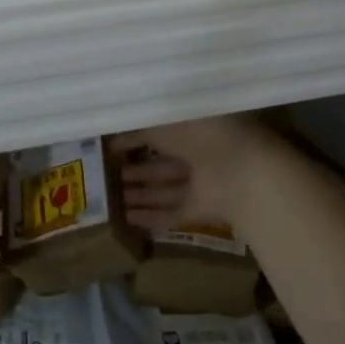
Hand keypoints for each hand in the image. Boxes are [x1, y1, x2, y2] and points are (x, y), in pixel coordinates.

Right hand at [110, 114, 282, 229]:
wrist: (240, 169)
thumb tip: (111, 137)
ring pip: (164, 190)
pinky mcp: (205, 209)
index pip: (158, 134)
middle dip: (134, 172)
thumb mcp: (162, 123)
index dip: (133, 141)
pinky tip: (127, 220)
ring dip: (138, 195)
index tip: (109, 149)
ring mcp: (203, 184)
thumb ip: (137, 130)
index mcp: (192, 127)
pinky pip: (174, 213)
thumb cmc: (201, 133)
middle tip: (104, 178)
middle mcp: (199, 154)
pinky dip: (151, 217)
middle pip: (161, 165)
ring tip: (110, 201)